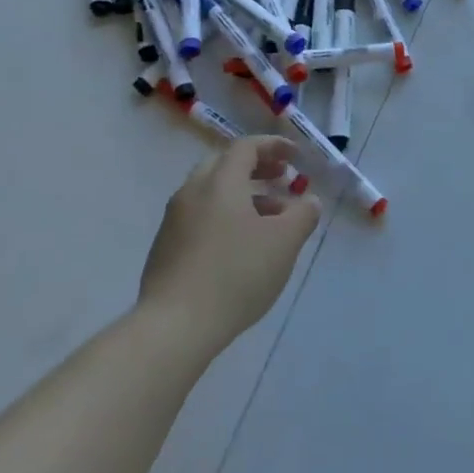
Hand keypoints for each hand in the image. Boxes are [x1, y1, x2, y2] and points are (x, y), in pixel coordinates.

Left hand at [139, 137, 320, 356]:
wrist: (175, 326)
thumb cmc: (236, 274)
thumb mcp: (284, 243)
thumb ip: (302, 215)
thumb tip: (309, 202)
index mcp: (219, 182)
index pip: (246, 147)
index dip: (273, 146)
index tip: (295, 156)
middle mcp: (192, 192)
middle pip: (224, 165)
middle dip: (257, 168)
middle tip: (282, 180)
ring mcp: (174, 221)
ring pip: (211, 193)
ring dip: (243, 196)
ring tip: (269, 219)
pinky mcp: (164, 248)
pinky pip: (200, 217)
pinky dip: (224, 216)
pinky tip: (240, 246)